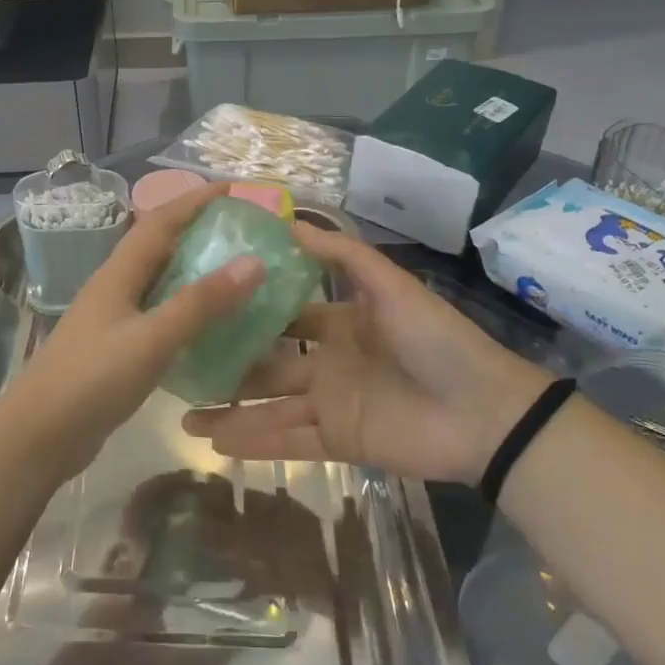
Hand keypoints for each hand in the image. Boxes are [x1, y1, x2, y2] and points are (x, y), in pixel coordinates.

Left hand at [0, 183, 265, 480]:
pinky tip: (212, 326)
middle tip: (245, 232)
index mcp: (119, 273)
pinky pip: (160, 316)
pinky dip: (188, 311)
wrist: (39, 435)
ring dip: (195, 271)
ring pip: (161, 282)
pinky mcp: (118, 348)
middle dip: (199, 231)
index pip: (160, 221)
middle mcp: (116, 287)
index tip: (235, 189)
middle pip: (160, 246)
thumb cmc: (93, 379)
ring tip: (238, 272)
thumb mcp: (152, 339)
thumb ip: (200, 303)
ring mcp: (114, 319)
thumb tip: (253, 262)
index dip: (195, 200)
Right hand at [182, 223, 549, 483]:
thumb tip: (288, 221)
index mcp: (337, 324)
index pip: (282, 316)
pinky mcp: (337, 442)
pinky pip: (287, 442)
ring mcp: (329, 405)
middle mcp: (326, 362)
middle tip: (179, 365)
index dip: (246, 313)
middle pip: (265, 364)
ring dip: (228, 411)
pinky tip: (213, 443)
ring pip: (267, 407)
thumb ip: (342, 255)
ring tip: (182, 414)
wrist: (485, 413)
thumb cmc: (434, 340)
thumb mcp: (389, 285)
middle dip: (226, 365)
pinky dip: (251, 444)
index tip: (202, 306)